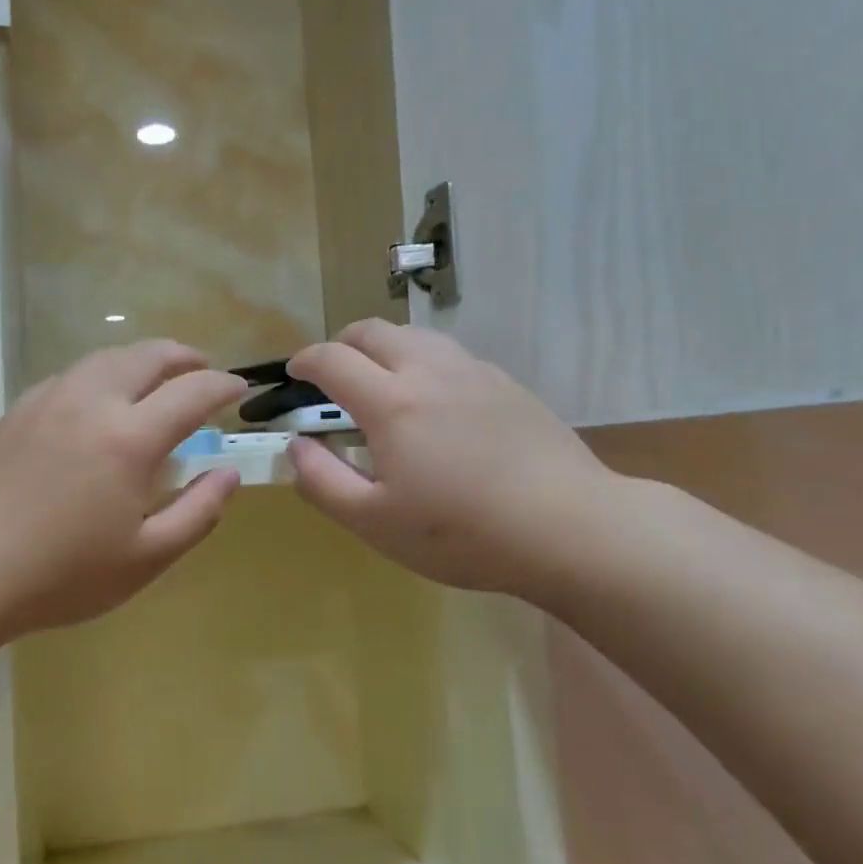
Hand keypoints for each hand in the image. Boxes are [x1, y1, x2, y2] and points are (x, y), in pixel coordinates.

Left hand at [0, 342, 245, 681]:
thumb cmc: (62, 575)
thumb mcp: (146, 558)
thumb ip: (198, 512)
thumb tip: (228, 474)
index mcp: (129, 438)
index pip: (191, 392)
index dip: (222, 385)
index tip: (239, 389)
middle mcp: (91, 402)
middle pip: (146, 356)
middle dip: (183, 356)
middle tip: (202, 369)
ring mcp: (47, 401)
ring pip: (104, 358)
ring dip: (140, 359)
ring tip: (155, 377)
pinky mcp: (16, 411)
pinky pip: (70, 375)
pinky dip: (100, 374)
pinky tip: (97, 399)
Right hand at [287, 321, 622, 605]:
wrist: (569, 527)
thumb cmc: (461, 532)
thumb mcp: (374, 522)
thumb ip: (322, 481)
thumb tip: (296, 446)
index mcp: (391, 402)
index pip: (332, 360)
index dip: (304, 362)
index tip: (294, 375)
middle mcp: (430, 371)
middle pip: (373, 331)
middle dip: (341, 345)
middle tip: (333, 377)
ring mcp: (474, 372)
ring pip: (415, 337)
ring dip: (384, 349)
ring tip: (382, 386)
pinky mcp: (507, 385)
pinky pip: (451, 356)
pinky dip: (423, 364)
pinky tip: (435, 405)